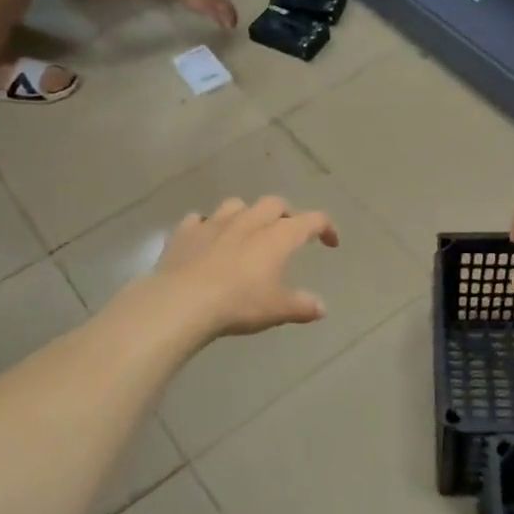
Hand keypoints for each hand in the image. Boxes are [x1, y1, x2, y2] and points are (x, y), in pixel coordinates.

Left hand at [153, 197, 339, 337]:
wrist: (182, 301)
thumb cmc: (239, 303)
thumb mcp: (277, 310)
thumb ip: (302, 306)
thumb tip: (322, 308)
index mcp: (277, 237)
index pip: (311, 220)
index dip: (325, 227)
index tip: (330, 242)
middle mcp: (249, 222)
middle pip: (273, 204)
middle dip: (285, 214)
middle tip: (288, 231)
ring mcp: (214, 223)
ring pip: (236, 205)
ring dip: (246, 214)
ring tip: (247, 231)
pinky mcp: (185, 232)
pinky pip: (198, 220)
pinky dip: (206, 226)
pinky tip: (206, 239)